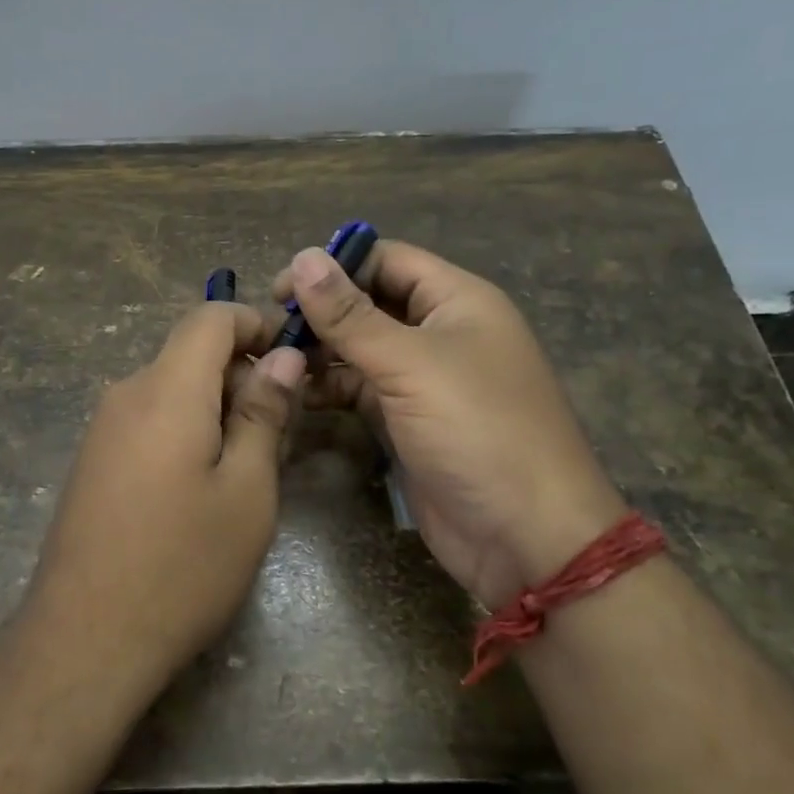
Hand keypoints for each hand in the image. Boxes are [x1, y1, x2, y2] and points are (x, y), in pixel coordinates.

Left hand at [24, 302, 305, 694]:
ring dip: (216, 408)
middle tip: (280, 432)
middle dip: (241, 375)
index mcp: (166, 389)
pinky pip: (148, 420)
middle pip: (190, 354)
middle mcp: (126, 394)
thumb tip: (282, 357)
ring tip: (247, 468)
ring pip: (171, 390)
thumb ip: (264, 414)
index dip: (255, 323)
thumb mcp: (247, 491)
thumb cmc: (183, 565)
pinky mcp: (94, 460)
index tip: (292, 357)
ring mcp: (102, 428)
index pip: (209, 317)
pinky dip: (186, 430)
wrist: (84, 639)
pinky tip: (202, 488)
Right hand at [274, 242, 625, 607]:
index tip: (281, 288)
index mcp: (457, 301)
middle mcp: (441, 332)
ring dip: (321, 351)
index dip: (336, 266)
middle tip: (269, 329)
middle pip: (371, 303)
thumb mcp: (410, 364)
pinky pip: (362, 390)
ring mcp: (424, 379)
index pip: (388, 260)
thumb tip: (302, 257)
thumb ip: (350, 314)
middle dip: (322, 311)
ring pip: (362, 348)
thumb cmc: (476, 430)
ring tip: (274, 361)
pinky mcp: (407, 420)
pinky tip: (297, 394)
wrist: (524, 536)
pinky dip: (331, 388)